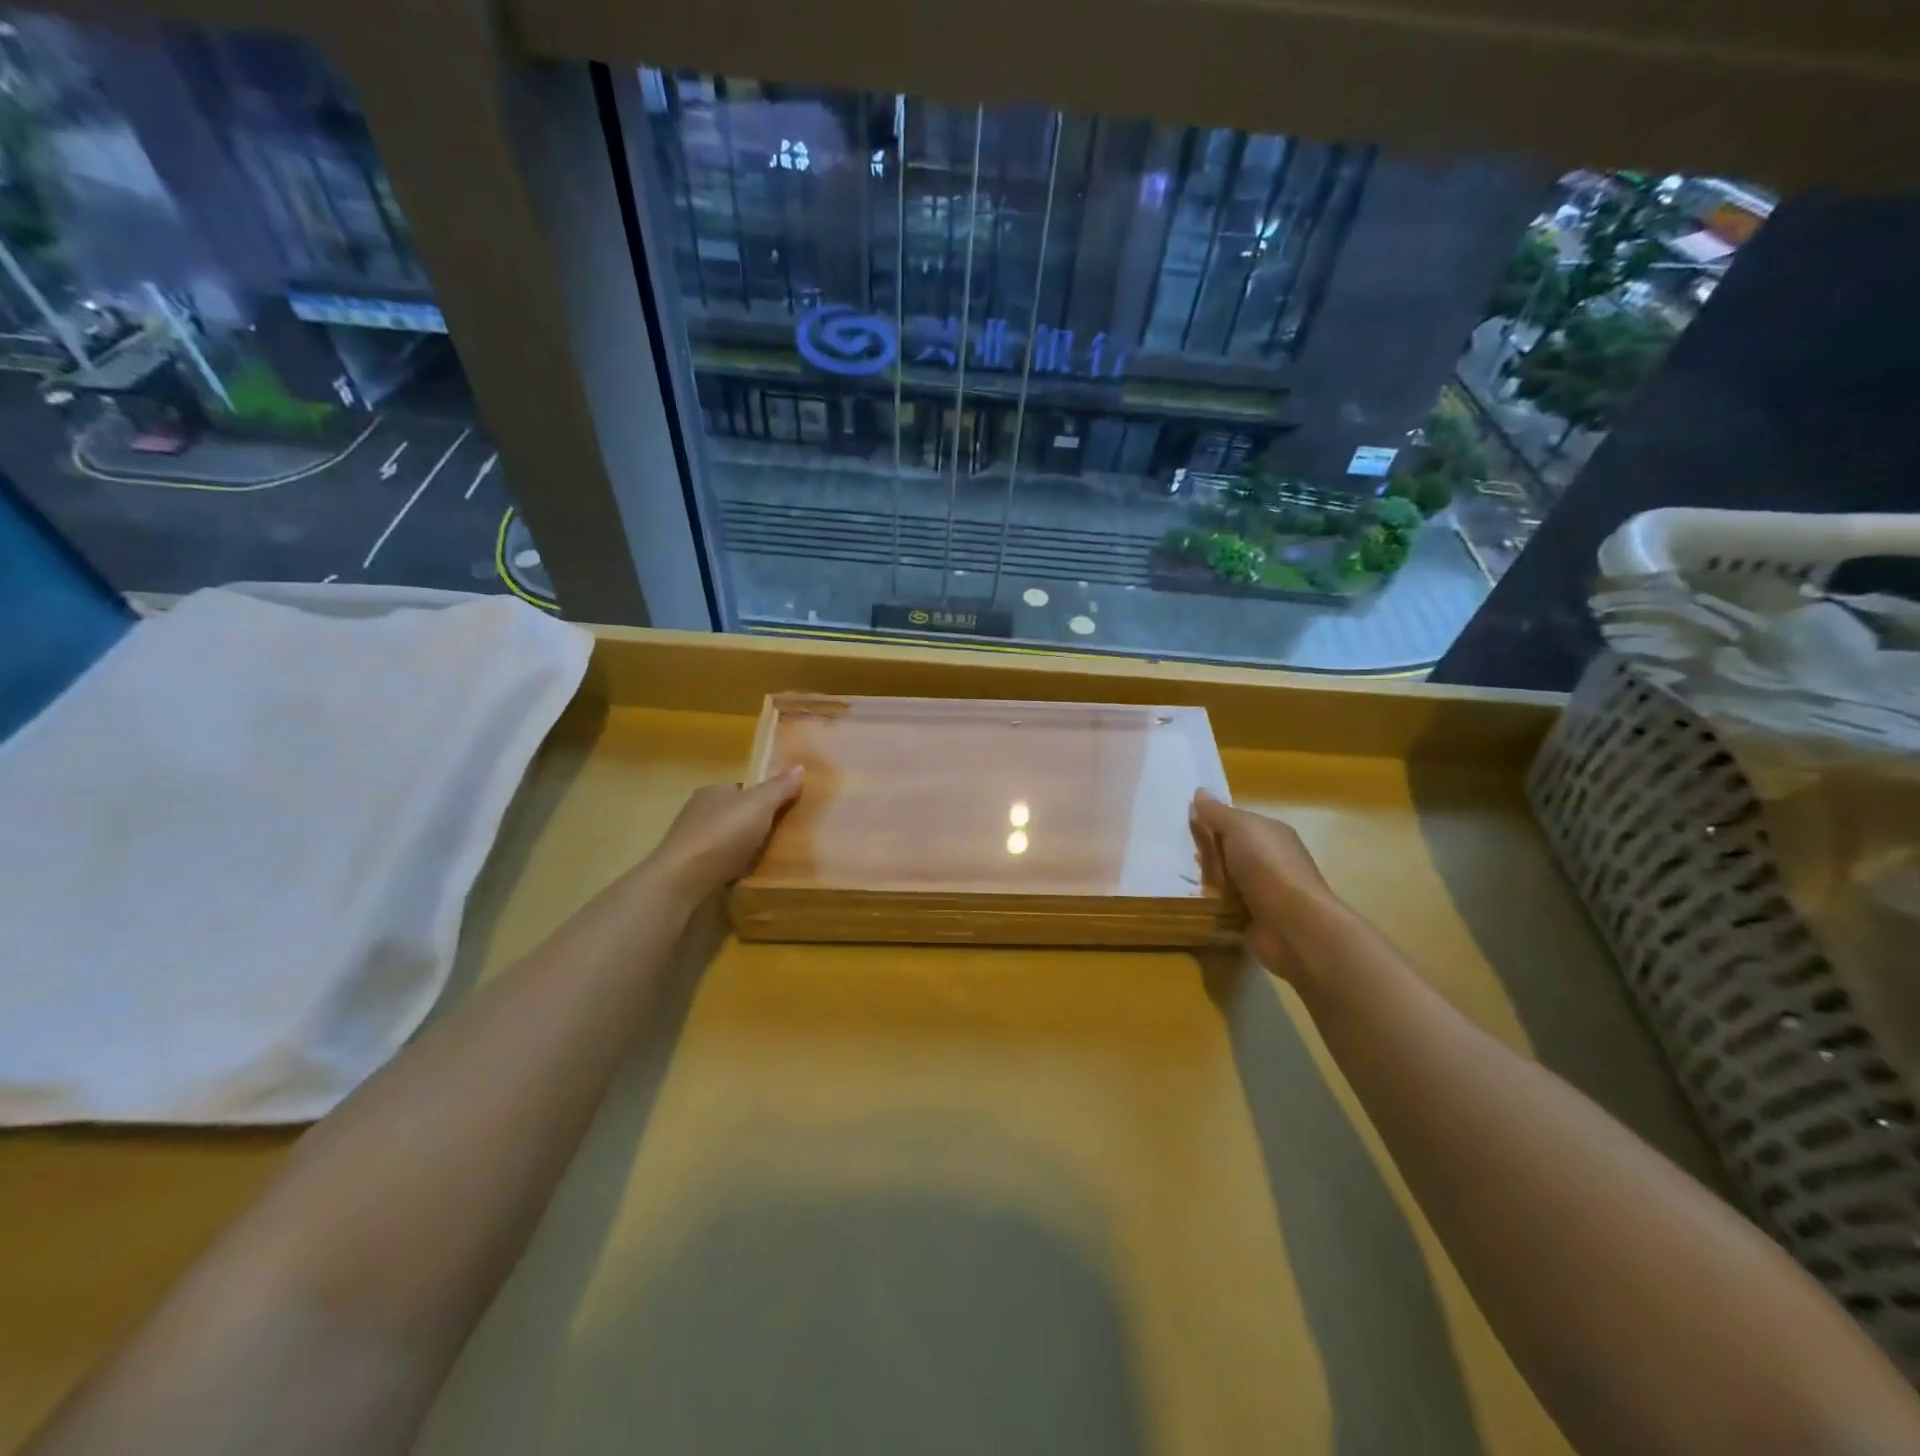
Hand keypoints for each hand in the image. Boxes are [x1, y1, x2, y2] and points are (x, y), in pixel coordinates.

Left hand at [649, 768, 803, 897]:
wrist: (684, 879)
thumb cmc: (724, 834)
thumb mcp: (760, 805)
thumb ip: (779, 788)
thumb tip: (800, 766)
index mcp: (713, 791)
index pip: (742, 789)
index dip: (762, 797)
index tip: (783, 809)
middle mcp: (698, 811)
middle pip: (734, 813)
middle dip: (753, 823)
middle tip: (781, 835)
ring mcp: (691, 841)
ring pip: (725, 839)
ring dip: (742, 846)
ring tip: (767, 857)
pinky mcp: (689, 867)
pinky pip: (718, 861)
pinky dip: (731, 865)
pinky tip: (744, 874)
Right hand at [1191, 789, 1341, 973]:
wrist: (1293, 925)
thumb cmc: (1267, 867)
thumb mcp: (1239, 828)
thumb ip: (1217, 812)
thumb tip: (1199, 791)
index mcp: (1270, 834)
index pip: (1235, 823)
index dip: (1210, 822)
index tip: (1183, 826)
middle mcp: (1268, 860)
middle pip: (1226, 852)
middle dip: (1204, 855)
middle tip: (1176, 855)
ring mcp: (1261, 891)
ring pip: (1222, 880)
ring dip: (1204, 881)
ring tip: (1177, 879)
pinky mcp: (1252, 919)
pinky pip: (1222, 906)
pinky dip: (1208, 906)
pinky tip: (1190, 902)